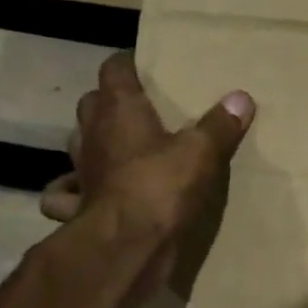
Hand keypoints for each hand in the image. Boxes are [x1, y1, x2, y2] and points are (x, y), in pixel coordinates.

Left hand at [42, 53, 254, 279]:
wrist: (127, 246)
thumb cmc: (161, 186)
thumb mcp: (202, 152)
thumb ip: (220, 124)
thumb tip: (241, 98)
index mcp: (118, 109)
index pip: (114, 68)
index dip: (128, 62)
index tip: (145, 64)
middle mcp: (92, 133)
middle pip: (92, 103)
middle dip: (110, 101)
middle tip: (140, 108)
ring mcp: (80, 170)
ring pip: (79, 142)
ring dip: (95, 140)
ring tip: (120, 146)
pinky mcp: (77, 205)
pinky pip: (67, 191)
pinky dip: (74, 189)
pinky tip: (90, 191)